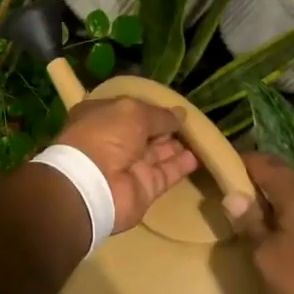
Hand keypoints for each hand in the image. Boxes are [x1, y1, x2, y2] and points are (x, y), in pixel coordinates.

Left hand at [54, 97, 199, 232]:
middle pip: (144, 132)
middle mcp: (113, 141)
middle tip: (190, 122)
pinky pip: (166, 173)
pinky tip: (198, 156)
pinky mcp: (144, 187)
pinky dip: (181, 165)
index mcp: (99, 117)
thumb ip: (158, 115)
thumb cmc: (105, 135)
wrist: (94, 184)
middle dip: (164, 127)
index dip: (148, 108)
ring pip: (157, 153)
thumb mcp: (133, 112)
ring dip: (176, 145)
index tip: (170, 106)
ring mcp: (128, 166)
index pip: (127, 110)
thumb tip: (179, 115)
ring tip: (199, 136)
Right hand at [226, 152, 293, 293]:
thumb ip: (250, 225)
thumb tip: (234, 196)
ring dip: (282, 211)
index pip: (264, 162)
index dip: (240, 161)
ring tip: (263, 230)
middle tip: (237, 205)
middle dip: (260, 189)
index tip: (220, 169)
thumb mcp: (267, 257)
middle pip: (285, 182)